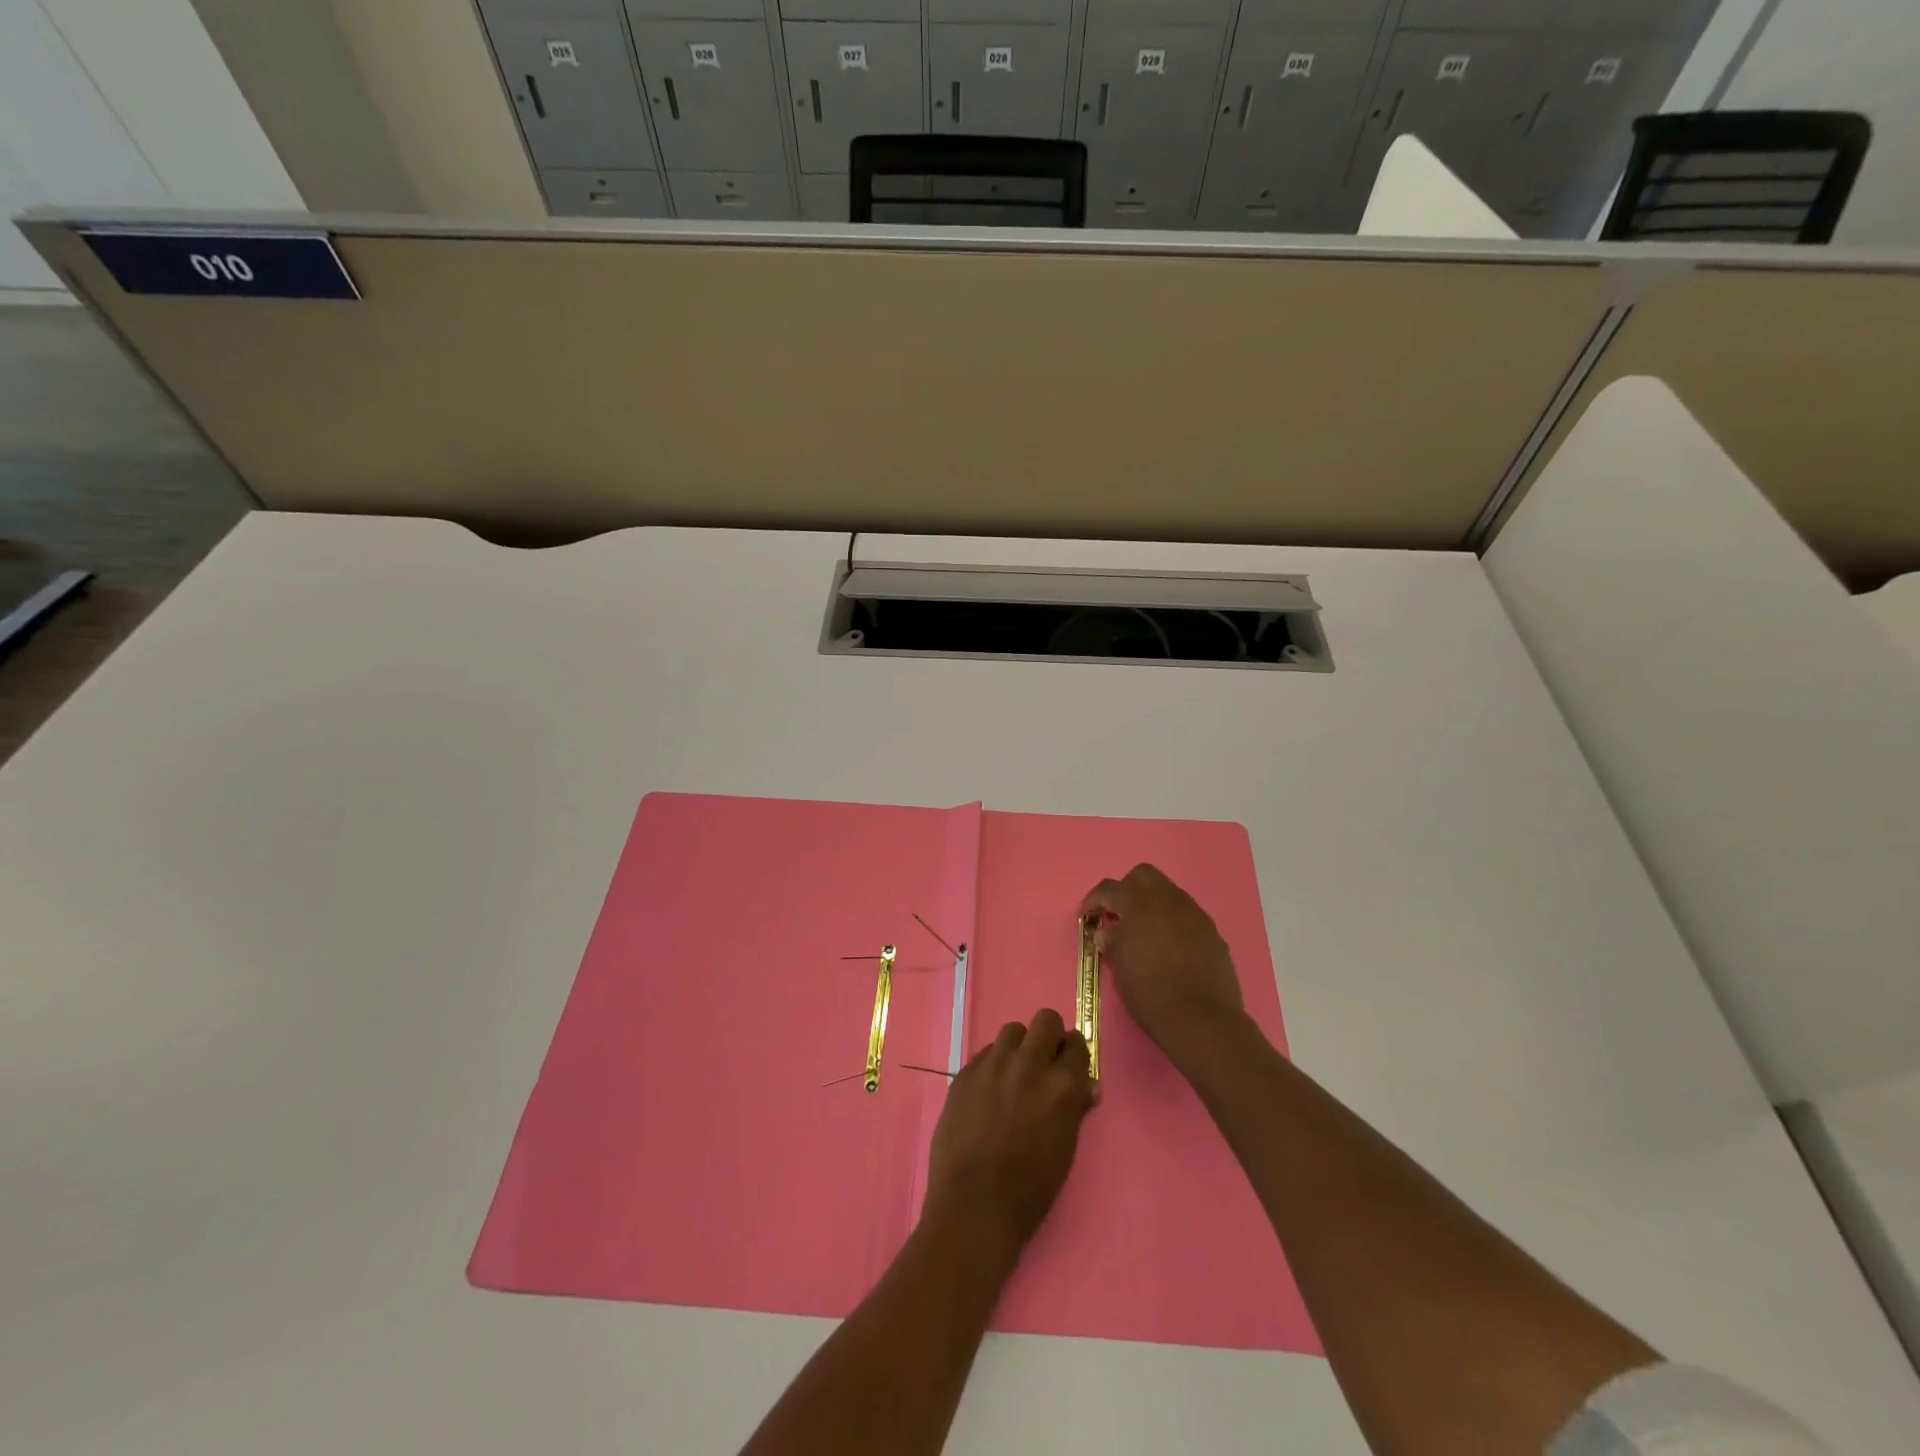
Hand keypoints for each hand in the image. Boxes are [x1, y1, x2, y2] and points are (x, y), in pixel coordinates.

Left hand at [924, 1009, 1095, 1257]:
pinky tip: (988, 1093)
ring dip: (1018, 1048)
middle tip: (1043, 1063)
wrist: (974, 1205)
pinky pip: (986, 1053)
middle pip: (1045, 1020)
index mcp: (1063, 1084)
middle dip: (1048, 1037)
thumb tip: (1085, 1086)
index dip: (1073, 1054)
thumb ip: (1075, 1107)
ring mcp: (994, 1064)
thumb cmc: (1031, 1188)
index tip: (1068, 1065)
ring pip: (1012, 1031)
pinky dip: (993, 1066)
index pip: (1077, 1043)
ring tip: (1013, 1076)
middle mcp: (1030, 1063)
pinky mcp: (966, 1071)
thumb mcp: (1065, 1148)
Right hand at [1081, 864, 1245, 1056]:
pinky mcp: (1212, 933)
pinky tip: (1170, 948)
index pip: (1110, 888)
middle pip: (1144, 875)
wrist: (1201, 1019)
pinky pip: (1188, 916)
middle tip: (1119, 914)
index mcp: (1140, 905)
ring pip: (1169, 894)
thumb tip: (1108, 931)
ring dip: (1153, 905)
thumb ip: (1112, 941)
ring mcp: (1195, 915)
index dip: (1094, 899)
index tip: (1088, 915)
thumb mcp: (1120, 967)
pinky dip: (1173, 923)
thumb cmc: (1150, 993)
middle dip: (1127, 889)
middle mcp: (1169, 901)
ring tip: (1145, 933)